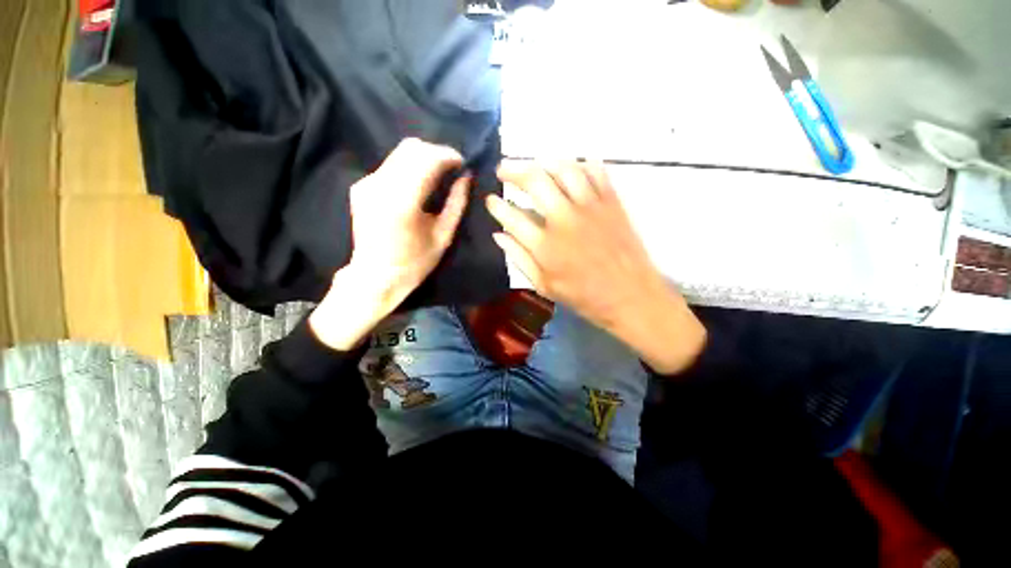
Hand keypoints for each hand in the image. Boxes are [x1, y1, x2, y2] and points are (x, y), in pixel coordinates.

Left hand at [310, 138, 469, 350]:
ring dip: (423, 158)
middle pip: (411, 148)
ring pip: (399, 153)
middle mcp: (380, 185)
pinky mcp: (361, 186)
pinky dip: (409, 167)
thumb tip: (466, 177)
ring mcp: (367, 184)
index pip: (427, 159)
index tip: (462, 163)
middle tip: (452, 168)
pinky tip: (418, 183)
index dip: (449, 155)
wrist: (374, 277)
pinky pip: (390, 165)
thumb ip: (456, 203)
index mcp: (403, 202)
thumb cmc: (414, 263)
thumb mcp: (443, 236)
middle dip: (437, 152)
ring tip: (439, 174)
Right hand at [487, 161, 705, 373]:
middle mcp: (565, 219)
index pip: (512, 216)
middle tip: (503, 169)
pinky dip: (581, 165)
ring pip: (564, 168)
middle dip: (512, 170)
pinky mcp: (611, 202)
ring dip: (544, 162)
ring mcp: (590, 206)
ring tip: (534, 165)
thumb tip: (498, 235)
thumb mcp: (544, 286)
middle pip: (535, 181)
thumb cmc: (584, 296)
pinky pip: (595, 171)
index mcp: (546, 246)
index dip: (497, 205)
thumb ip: (519, 259)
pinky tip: (571, 169)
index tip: (490, 199)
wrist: (631, 296)